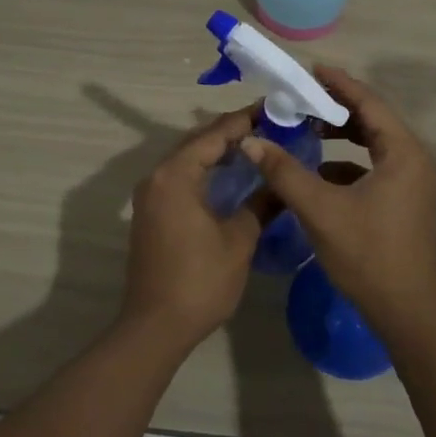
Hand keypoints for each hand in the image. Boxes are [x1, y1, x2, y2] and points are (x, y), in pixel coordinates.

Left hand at [120, 108, 263, 351]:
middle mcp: (158, 176)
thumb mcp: (239, 240)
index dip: (245, 120)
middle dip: (233, 132)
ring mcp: (151, 194)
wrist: (155, 328)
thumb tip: (284, 182)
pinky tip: (232, 177)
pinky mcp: (152, 211)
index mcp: (176, 175)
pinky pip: (182, 177)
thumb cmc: (199, 281)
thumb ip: (261, 203)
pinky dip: (206, 171)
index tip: (273, 108)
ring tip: (257, 146)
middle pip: (199, 141)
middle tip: (270, 126)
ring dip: (219, 151)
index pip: (214, 134)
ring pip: (189, 159)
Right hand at [240, 66, 435, 339]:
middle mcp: (412, 160)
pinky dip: (347, 161)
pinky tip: (319, 171)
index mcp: (402, 152)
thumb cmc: (369, 256)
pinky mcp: (403, 202)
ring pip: (373, 143)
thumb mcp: (321, 210)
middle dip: (337, 106)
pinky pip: (374, 166)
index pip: (369, 102)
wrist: (409, 316)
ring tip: (307, 127)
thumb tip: (251, 140)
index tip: (310, 70)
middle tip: (302, 97)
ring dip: (341, 134)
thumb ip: (285, 171)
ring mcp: (410, 183)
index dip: (339, 84)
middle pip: (372, 119)